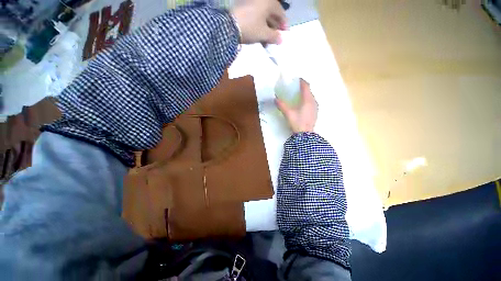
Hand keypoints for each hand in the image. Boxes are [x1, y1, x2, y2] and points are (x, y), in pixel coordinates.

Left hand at [231, 0, 286, 43]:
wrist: (229, 27)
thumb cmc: (250, 28)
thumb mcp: (264, 34)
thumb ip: (274, 37)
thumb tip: (280, 40)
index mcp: (268, 2)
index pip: (281, 12)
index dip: (284, 24)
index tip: (285, 34)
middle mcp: (261, 0)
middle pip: (272, 15)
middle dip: (275, 28)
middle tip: (277, 39)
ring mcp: (252, 4)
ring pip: (264, 18)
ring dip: (267, 30)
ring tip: (268, 42)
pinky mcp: (245, 10)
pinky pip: (257, 18)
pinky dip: (260, 28)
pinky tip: (261, 37)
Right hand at [275, 79, 317, 132]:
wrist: (305, 134)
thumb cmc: (297, 122)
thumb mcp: (288, 113)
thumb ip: (281, 105)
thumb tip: (275, 99)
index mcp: (307, 100)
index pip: (306, 86)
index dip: (301, 81)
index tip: (296, 79)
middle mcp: (313, 101)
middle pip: (309, 91)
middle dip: (303, 88)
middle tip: (295, 88)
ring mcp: (315, 107)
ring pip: (310, 97)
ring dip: (305, 94)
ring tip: (297, 96)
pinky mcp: (315, 112)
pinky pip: (311, 102)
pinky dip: (306, 100)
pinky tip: (301, 105)